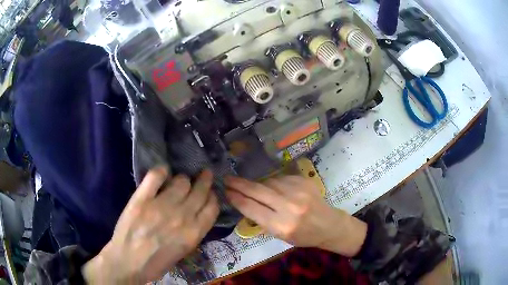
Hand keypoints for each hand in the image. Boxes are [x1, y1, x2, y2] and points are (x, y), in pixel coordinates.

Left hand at [83, 167, 218, 283]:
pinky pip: (155, 176)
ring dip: (182, 179)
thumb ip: (193, 231)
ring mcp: (160, 206)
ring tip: (178, 181)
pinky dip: (161, 171)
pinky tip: (162, 173)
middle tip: (204, 174)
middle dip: (204, 180)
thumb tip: (196, 212)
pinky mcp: (142, 199)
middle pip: (200, 191)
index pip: (212, 207)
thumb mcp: (183, 251)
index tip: (209, 192)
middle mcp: (182, 217)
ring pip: (181, 181)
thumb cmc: (157, 262)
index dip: (212, 197)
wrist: (128, 262)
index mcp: (193, 233)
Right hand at [225, 175, 366, 256]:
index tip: (226, 192)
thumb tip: (243, 202)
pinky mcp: (304, 181)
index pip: (252, 208)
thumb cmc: (303, 236)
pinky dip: (274, 183)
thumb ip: (262, 219)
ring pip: (268, 182)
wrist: (328, 225)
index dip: (236, 198)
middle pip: (257, 191)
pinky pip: (280, 178)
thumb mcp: (280, 236)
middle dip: (239, 184)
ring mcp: (298, 191)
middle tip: (227, 179)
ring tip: (256, 189)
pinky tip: (275, 189)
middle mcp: (289, 207)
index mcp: (281, 226)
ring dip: (259, 185)